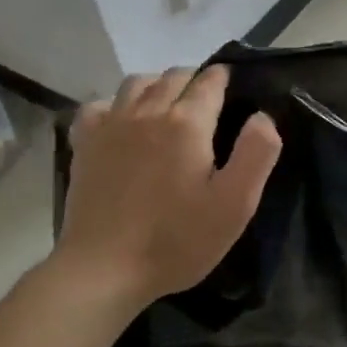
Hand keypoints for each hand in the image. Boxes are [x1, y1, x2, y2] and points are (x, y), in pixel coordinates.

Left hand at [58, 65, 281, 306]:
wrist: (103, 270)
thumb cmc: (176, 240)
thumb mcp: (235, 204)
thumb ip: (256, 153)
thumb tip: (262, 116)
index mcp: (187, 123)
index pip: (209, 81)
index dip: (223, 79)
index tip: (232, 86)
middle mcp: (148, 112)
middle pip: (174, 76)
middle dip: (194, 79)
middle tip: (207, 101)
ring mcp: (111, 125)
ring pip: (136, 83)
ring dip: (157, 85)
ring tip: (168, 105)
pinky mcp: (84, 144)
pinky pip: (99, 105)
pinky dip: (115, 104)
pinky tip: (122, 122)